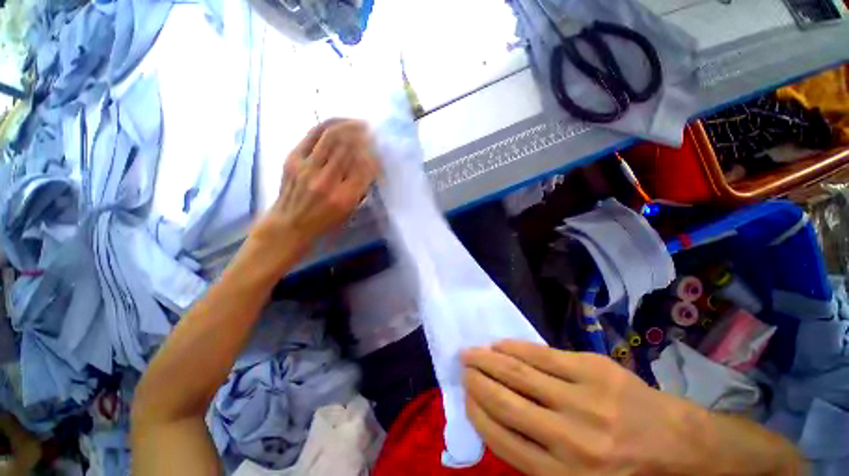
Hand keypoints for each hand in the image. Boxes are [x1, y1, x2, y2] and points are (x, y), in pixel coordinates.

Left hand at [256, 119, 378, 248]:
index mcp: (345, 197)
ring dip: (349, 126)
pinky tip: (339, 122)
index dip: (374, 154)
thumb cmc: (325, 221)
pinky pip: (313, 134)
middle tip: (371, 130)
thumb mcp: (349, 211)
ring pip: (332, 137)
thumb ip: (361, 188)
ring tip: (359, 123)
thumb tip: (370, 164)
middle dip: (364, 136)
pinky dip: (329, 125)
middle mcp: (327, 181)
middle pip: (349, 148)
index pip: (365, 168)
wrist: (290, 223)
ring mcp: (308, 168)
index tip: (380, 149)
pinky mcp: (293, 158)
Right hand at [462, 341, 803, 475]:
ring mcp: (584, 399)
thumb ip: (536, 458)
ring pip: (520, 373)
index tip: (466, 396)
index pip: (503, 439)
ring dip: (489, 360)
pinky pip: (541, 354)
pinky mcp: (593, 369)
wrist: (679, 443)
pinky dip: (514, 348)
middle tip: (462, 366)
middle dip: (477, 381)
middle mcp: (571, 439)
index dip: (478, 413)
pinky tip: (499, 345)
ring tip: (472, 352)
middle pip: (507, 402)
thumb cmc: (625, 471)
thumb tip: (495, 422)